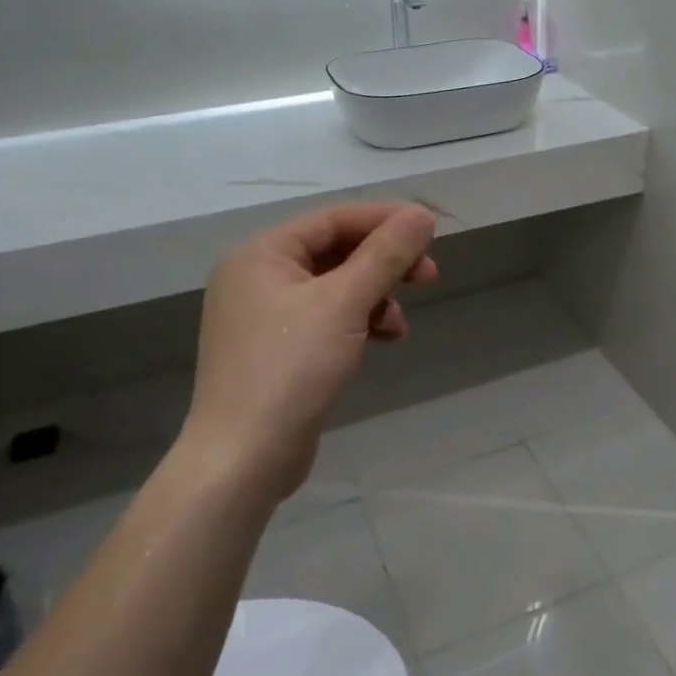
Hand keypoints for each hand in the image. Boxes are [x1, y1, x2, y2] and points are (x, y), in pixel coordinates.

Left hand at [183, 202, 437, 499]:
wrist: (243, 460)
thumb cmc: (291, 369)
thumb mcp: (344, 304)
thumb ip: (385, 255)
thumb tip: (422, 215)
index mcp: (261, 253)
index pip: (333, 219)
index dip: (385, 220)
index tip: (431, 230)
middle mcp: (257, 276)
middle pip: (334, 251)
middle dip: (384, 263)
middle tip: (429, 276)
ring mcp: (263, 315)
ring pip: (333, 287)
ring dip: (374, 296)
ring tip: (400, 324)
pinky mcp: (276, 349)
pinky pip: (324, 318)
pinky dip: (356, 322)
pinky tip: (383, 340)